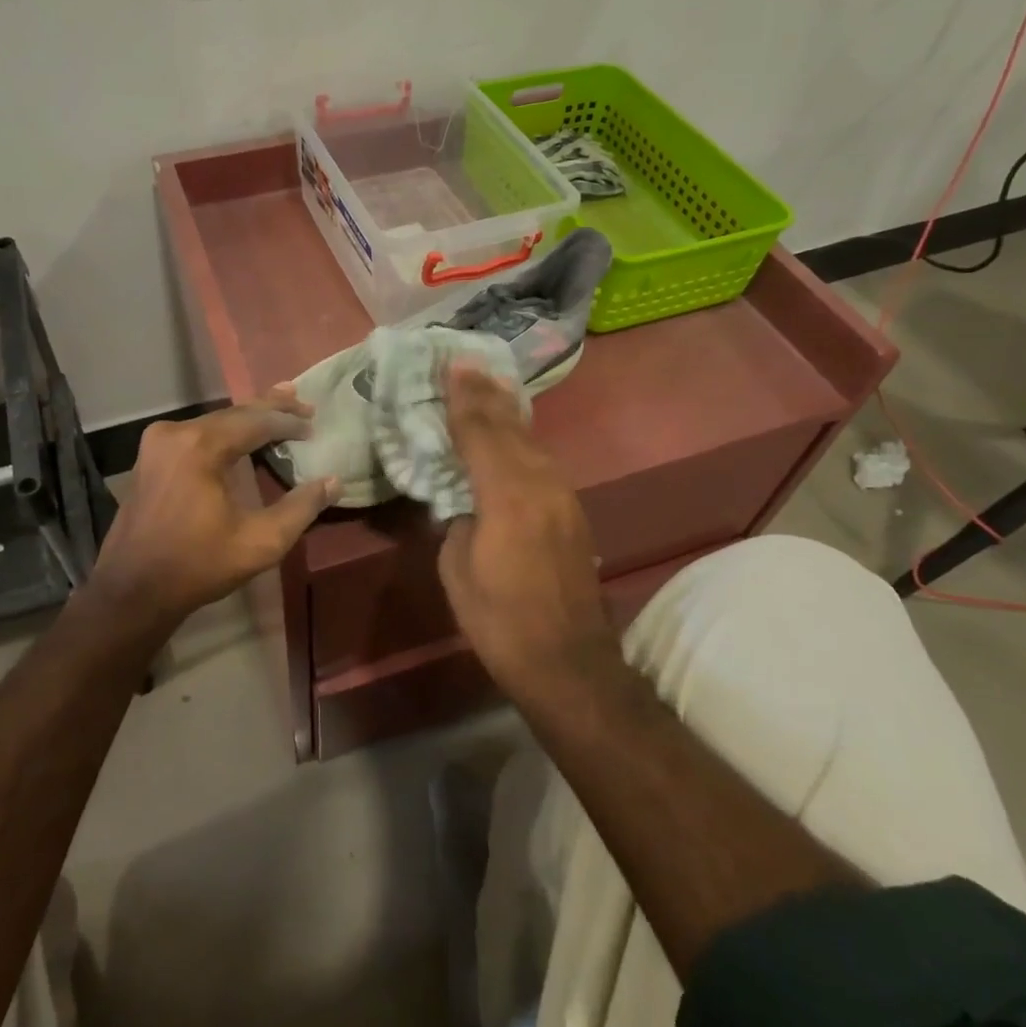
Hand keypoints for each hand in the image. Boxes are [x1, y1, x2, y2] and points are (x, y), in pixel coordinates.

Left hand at [88, 386, 339, 633]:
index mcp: (200, 446)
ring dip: (248, 418)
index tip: (315, 422)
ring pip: (215, 421)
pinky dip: (225, 430)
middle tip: (303, 401)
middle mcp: (176, 432)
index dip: (289, 421)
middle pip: (234, 413)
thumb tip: (333, 482)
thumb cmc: (197, 566)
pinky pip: (196, 433)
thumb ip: (301, 508)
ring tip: (280, 406)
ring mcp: (158, 442)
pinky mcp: (150, 456)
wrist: (131, 592)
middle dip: (270, 408)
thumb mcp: (260, 543)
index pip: (256, 421)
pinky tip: (242, 431)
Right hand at [439, 364, 612, 692]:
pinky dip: (522, 440)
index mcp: (506, 496)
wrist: (568, 662)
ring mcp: (563, 497)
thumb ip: (460, 520)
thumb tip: (466, 500)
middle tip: (467, 364)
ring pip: (531, 441)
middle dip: (487, 395)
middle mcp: (540, 484)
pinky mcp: (573, 512)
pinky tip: (514, 434)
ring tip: (490, 387)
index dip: (463, 399)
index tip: (452, 367)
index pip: (480, 433)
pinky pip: (542, 462)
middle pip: (510, 428)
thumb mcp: (459, 568)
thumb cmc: (499, 620)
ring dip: (508, 413)